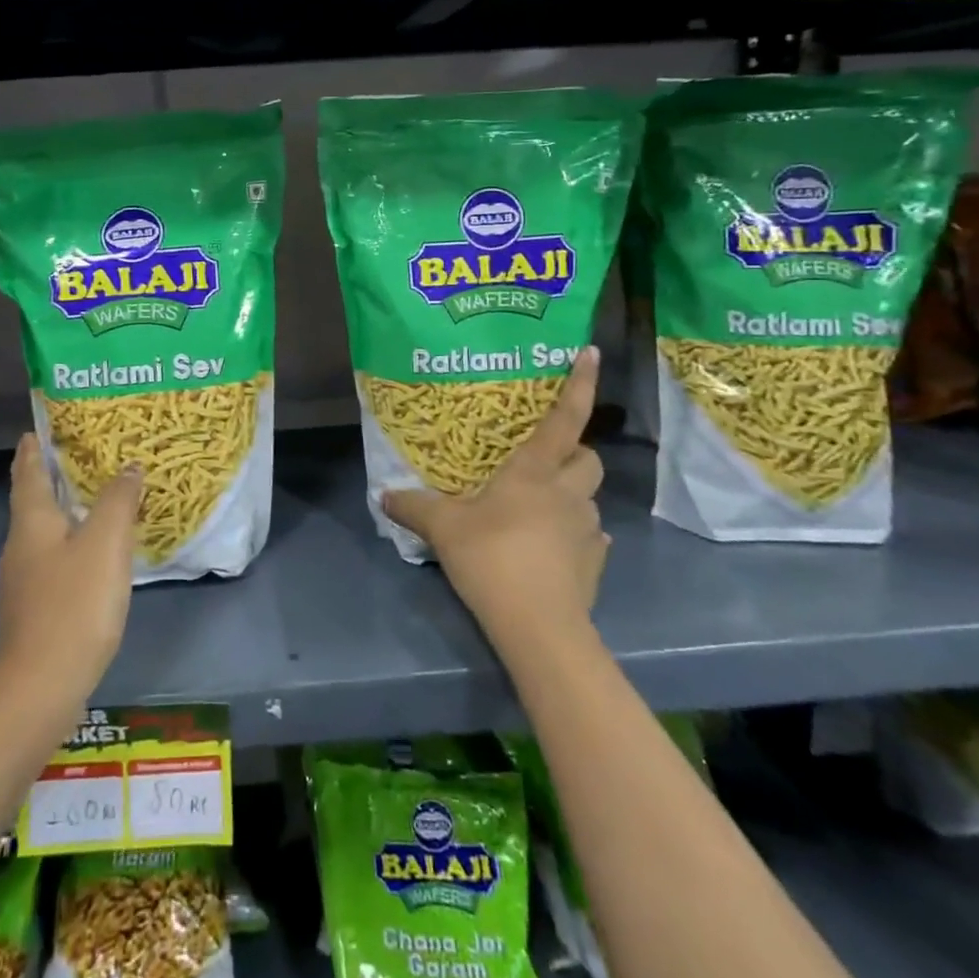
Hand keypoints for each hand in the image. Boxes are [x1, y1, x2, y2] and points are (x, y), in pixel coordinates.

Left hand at [0, 434, 143, 706]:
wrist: (41, 687)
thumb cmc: (74, 604)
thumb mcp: (105, 544)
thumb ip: (118, 500)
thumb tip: (128, 467)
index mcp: (32, 523)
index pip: (28, 473)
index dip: (33, 449)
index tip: (38, 429)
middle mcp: (21, 546)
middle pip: (33, 501)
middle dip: (51, 477)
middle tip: (81, 456)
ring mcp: (24, 581)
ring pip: (44, 532)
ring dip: (65, 511)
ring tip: (95, 498)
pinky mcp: (36, 609)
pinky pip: (54, 560)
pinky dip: (72, 543)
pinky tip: (94, 553)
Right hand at [383, 348, 609, 659]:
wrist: (538, 626)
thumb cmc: (492, 558)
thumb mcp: (442, 529)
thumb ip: (413, 507)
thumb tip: (382, 494)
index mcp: (534, 472)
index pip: (565, 418)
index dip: (579, 383)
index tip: (591, 352)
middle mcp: (567, 493)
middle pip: (589, 458)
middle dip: (574, 453)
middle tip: (543, 462)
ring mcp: (587, 529)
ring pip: (588, 498)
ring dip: (570, 497)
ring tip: (540, 510)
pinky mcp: (596, 565)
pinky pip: (591, 539)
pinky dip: (575, 537)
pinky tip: (552, 550)